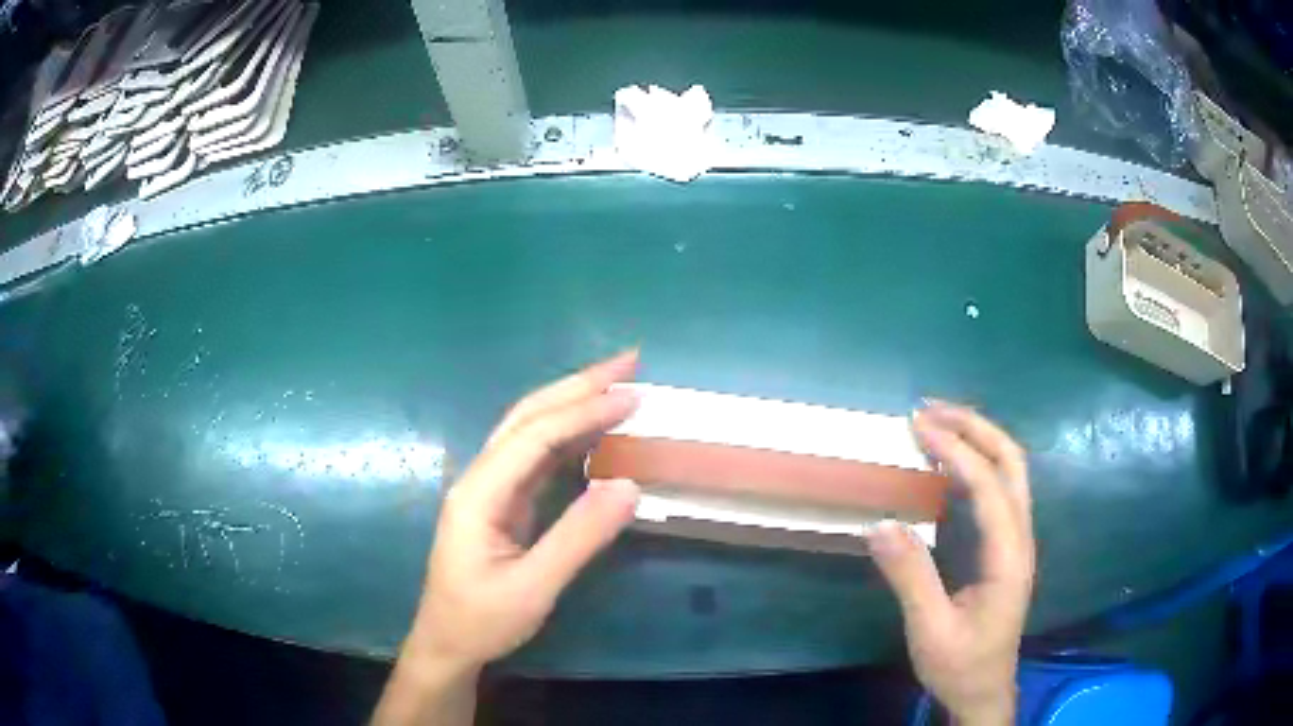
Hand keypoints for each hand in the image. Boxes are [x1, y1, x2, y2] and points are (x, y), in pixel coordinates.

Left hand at [373, 352, 641, 725]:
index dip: (584, 411)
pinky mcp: (502, 502)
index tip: (633, 395)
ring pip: (530, 429)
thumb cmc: (483, 619)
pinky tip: (594, 429)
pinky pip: (537, 456)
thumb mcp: (533, 588)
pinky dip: (569, 435)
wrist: (447, 643)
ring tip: (617, 384)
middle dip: (577, 385)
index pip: (535, 436)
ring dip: (573, 402)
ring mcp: (490, 488)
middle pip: (528, 416)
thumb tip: (629, 485)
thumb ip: (579, 537)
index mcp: (480, 492)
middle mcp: (481, 477)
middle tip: (629, 363)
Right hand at [867, 401, 1034, 725]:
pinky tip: (948, 464)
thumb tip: (879, 524)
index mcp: (1008, 557)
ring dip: (978, 438)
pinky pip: (998, 489)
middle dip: (976, 427)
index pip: (990, 486)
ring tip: (937, 423)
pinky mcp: (1006, 547)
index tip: (919, 426)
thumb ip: (910, 577)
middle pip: (1012, 462)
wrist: (984, 691)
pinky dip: (975, 463)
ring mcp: (1017, 541)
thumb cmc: (959, 665)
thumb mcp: (930, 629)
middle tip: (930, 409)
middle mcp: (1021, 538)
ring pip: (1010, 471)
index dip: (957, 450)